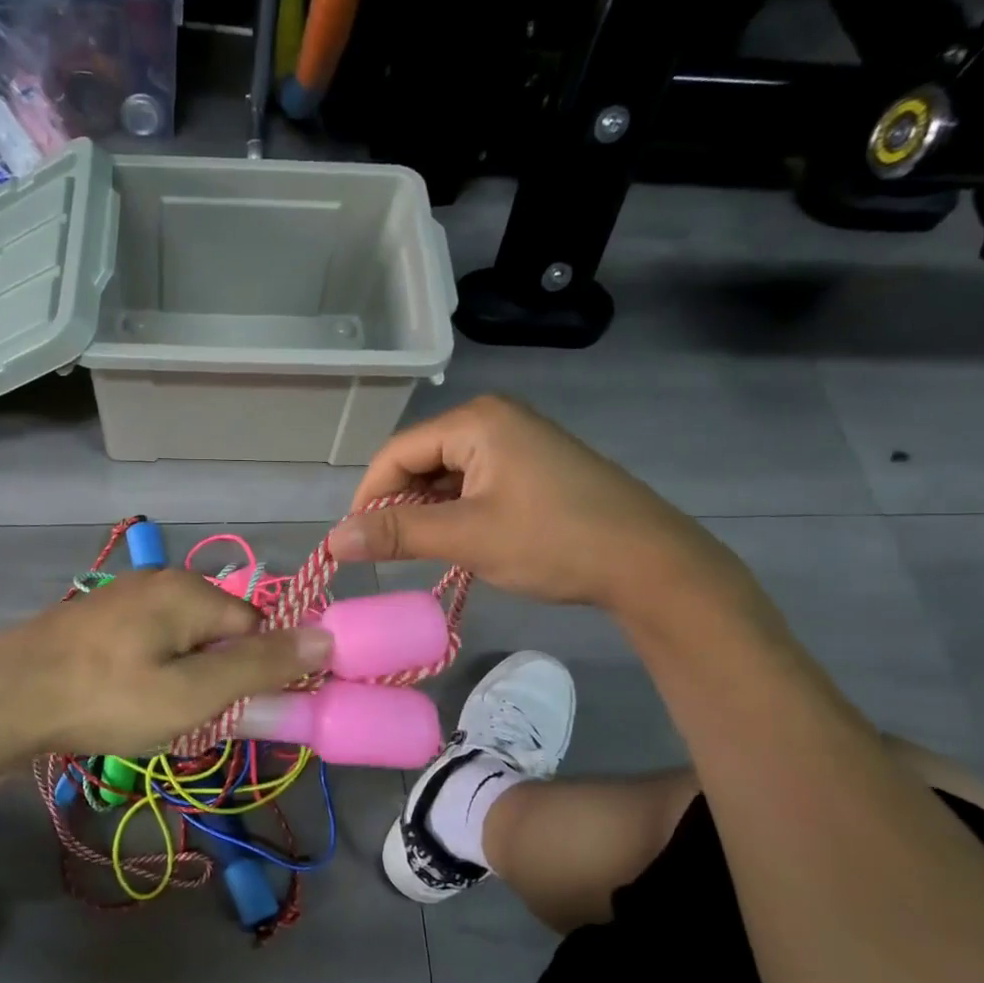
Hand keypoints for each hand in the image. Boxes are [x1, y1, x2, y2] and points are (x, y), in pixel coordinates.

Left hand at [0, 569, 332, 756]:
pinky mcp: (98, 618)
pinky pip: (150, 642)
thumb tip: (327, 638)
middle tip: (192, 720)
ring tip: (155, 716)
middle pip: (221, 630)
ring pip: (184, 640)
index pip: (260, 625)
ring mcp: (125, 597)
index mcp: (191, 590)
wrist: (1, 698)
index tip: (245, 713)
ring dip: (185, 679)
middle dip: (219, 677)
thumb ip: (260, 667)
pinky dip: (153, 672)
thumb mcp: (193, 693)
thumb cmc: (105, 698)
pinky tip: (127, 700)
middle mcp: (161, 581)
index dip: (262, 671)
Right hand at [330, 395, 729, 610]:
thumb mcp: (468, 537)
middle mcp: (493, 419)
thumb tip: (333, 539)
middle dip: (398, 505)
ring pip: (444, 474)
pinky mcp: (531, 465)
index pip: (396, 453)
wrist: (650, 563)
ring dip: (425, 512)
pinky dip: (454, 511)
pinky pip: (472, 482)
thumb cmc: (554, 541)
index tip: (354, 543)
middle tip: (387, 553)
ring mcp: (516, 440)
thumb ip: (397, 534)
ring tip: (420, 552)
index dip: (368, 497)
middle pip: (418, 460)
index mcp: (476, 421)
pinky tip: (456, 541)